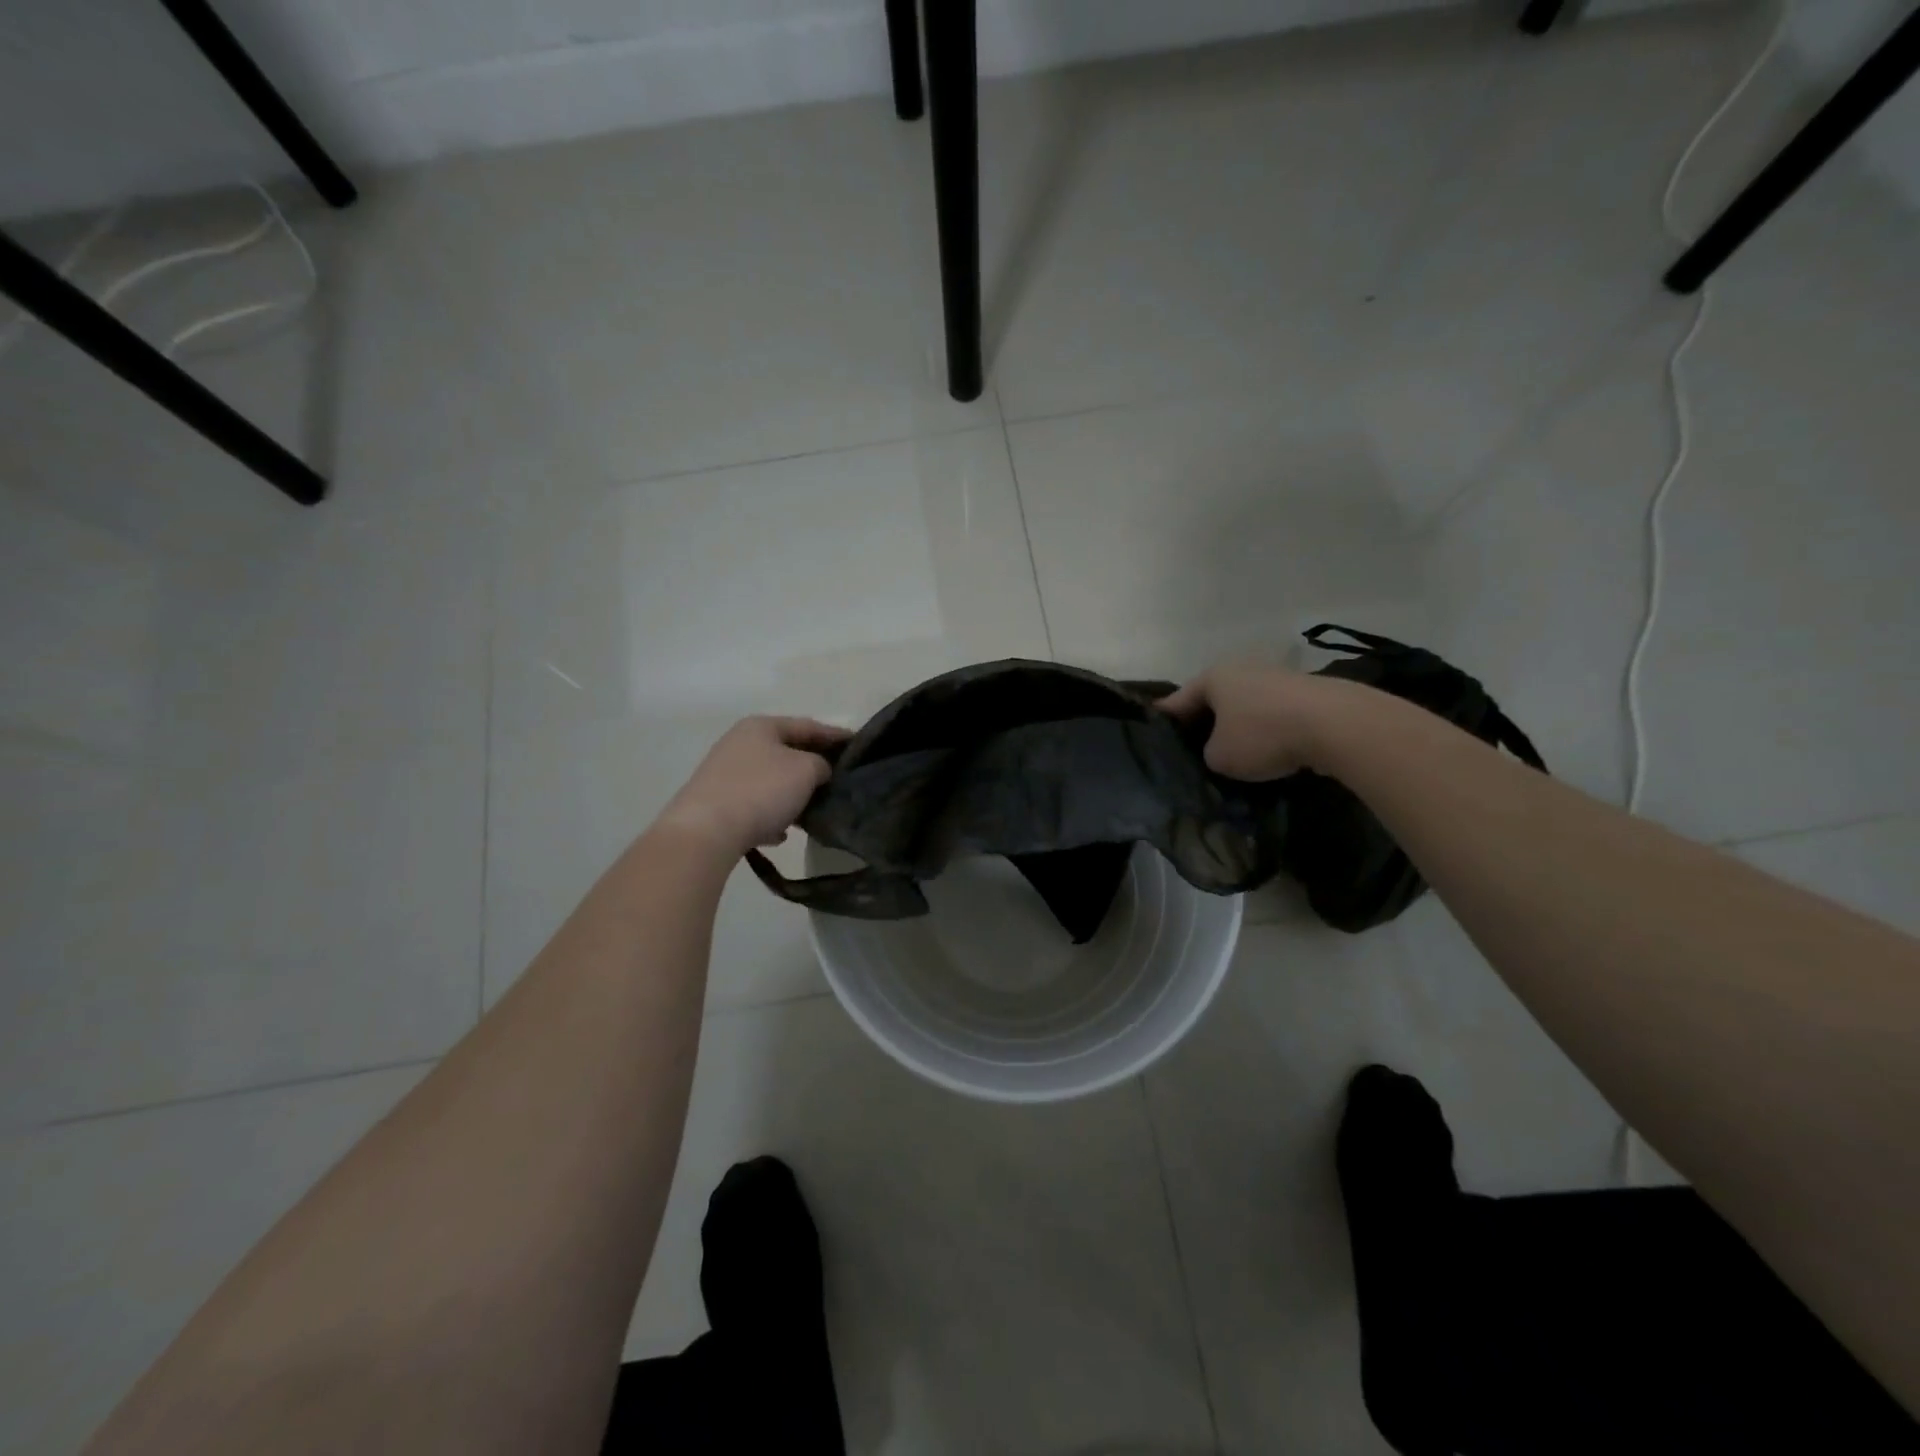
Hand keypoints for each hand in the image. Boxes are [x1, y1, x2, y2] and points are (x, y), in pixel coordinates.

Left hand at [656, 716, 849, 857]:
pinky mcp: (716, 803)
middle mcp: (739, 743)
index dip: (836, 735)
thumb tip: (819, 770)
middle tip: (839, 779)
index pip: (808, 725)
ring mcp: (724, 773)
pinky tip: (781, 833)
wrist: (706, 831)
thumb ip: (822, 764)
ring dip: (792, 793)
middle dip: (813, 766)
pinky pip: (754, 804)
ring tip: (814, 809)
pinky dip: (771, 814)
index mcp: (761, 726)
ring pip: (771, 779)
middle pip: (787, 751)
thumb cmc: (761, 790)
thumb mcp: (806, 770)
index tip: (858, 745)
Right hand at [1157, 664, 1338, 780]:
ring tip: (1234, 758)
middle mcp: (1241, 669)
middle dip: (1204, 725)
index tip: (1154, 737)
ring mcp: (1276, 678)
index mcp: (1212, 677)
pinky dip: (1266, 732)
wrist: (1336, 725)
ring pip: (1244, 708)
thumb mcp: (1219, 757)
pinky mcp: (1305, 694)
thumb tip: (1220, 751)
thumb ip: (1207, 754)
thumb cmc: (1263, 735)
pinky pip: (1272, 716)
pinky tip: (1269, 754)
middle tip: (1194, 752)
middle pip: (1213, 702)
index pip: (1177, 701)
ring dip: (1238, 729)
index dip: (1164, 722)